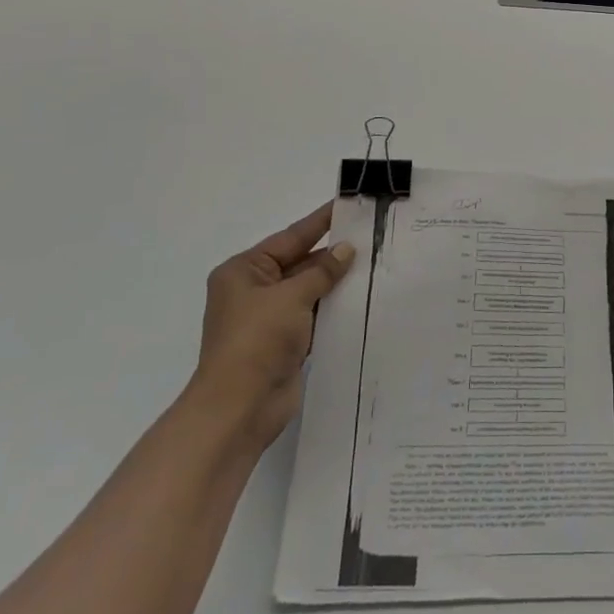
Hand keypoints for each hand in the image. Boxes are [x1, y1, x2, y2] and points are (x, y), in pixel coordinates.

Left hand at [187, 202, 354, 456]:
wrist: (238, 409)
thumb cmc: (257, 341)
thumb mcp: (291, 297)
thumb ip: (322, 271)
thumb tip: (346, 250)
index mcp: (244, 271)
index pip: (290, 237)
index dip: (320, 221)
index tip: (347, 204)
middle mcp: (254, 290)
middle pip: (300, 263)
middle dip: (333, 254)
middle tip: (371, 236)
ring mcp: (269, 318)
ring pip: (309, 290)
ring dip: (336, 282)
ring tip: (375, 263)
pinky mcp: (284, 343)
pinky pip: (314, 316)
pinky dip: (334, 308)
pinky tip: (362, 299)